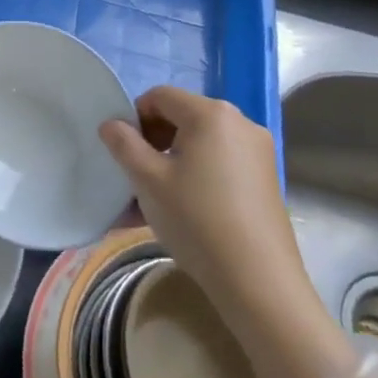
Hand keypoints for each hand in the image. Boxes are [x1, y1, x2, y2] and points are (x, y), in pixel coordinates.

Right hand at [98, 87, 327, 350]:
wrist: (258, 281)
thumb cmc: (196, 220)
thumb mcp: (148, 180)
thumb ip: (124, 144)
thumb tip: (111, 124)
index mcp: (211, 113)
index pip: (160, 96)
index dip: (135, 118)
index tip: (124, 152)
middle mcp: (240, 122)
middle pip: (183, 117)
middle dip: (154, 142)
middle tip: (137, 177)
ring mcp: (258, 151)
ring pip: (201, 144)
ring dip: (173, 162)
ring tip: (155, 201)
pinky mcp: (266, 178)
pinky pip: (221, 163)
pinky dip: (198, 176)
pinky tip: (184, 211)